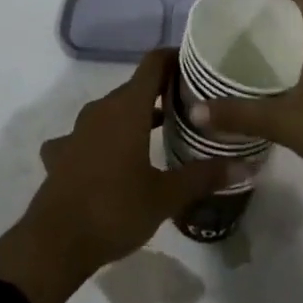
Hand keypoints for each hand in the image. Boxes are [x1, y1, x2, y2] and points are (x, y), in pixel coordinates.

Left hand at [0, 49, 241, 302]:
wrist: (54, 244)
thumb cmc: (115, 210)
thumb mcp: (166, 196)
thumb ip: (205, 176)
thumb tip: (248, 165)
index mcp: (128, 107)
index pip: (153, 63)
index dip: (174, 58)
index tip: (196, 66)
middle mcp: (101, 109)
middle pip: (135, 87)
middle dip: (161, 92)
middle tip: (189, 106)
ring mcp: (77, 130)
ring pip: (111, 111)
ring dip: (133, 116)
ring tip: (158, 132)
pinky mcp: (61, 153)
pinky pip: (85, 136)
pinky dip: (101, 141)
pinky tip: (106, 160)